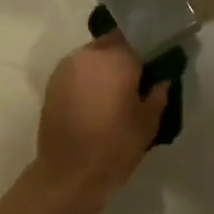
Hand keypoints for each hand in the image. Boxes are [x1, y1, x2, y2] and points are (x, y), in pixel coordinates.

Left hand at [31, 35, 168, 213]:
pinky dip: (89, 80)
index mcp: (116, 58)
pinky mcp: (52, 84)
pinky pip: (78, 72)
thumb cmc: (114, 148)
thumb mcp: (148, 123)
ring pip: (93, 57)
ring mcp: (66, 68)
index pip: (139, 38)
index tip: (158, 64)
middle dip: (126, 56)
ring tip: (117, 93)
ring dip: (106, 68)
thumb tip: (161, 79)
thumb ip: (158, 95)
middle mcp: (88, 54)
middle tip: (139, 79)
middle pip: (113, 44)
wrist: (68, 175)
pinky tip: (98, 101)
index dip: (150, 49)